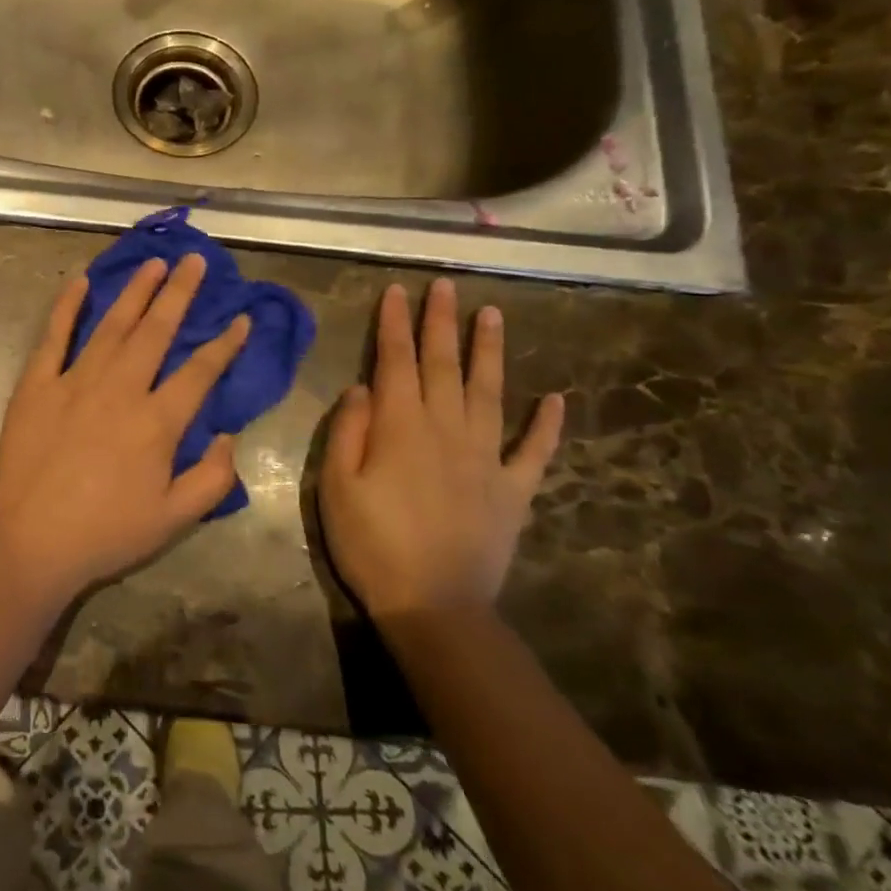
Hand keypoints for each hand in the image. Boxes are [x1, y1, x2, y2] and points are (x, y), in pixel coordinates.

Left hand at [0, 254, 251, 606]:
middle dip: (180, 294)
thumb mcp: (174, 519)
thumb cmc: (105, 533)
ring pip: (112, 325)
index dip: (225, 344)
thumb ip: (212, 478)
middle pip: (156, 331)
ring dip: (135, 291)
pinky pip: (54, 336)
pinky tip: (81, 282)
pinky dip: (67, 306)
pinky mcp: (37, 384)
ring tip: (153, 263)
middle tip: (195, 261)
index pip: (200, 372)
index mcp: (157, 422)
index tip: (242, 318)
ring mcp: (75, 381)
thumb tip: (228, 436)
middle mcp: (120, 389)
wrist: (31, 539)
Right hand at [319, 279, 563, 622]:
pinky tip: (555, 398)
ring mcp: (486, 458)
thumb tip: (361, 387)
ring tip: (492, 315)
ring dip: (489, 351)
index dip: (395, 324)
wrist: (433, 605)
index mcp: (400, 427)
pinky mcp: (512, 489)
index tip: (397, 291)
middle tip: (445, 285)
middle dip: (440, 323)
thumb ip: (347, 432)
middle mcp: (446, 430)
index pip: (395, 362)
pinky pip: (534, 450)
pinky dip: (547, 423)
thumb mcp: (335, 487)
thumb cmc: (371, 544)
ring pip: (489, 392)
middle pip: (442, 365)